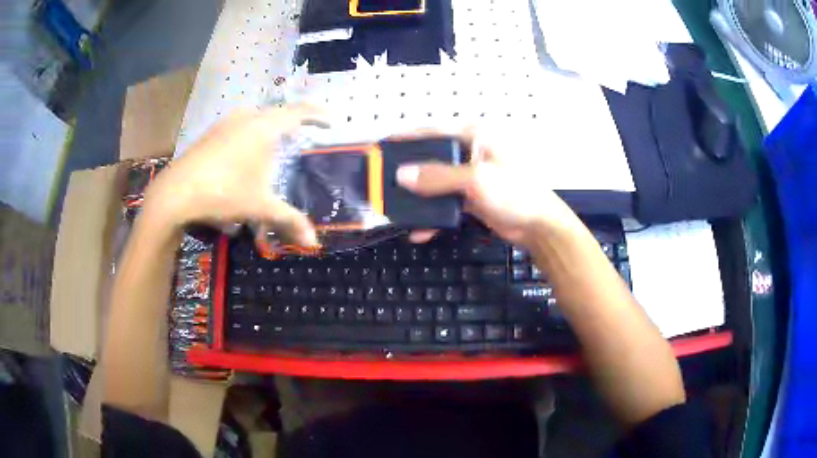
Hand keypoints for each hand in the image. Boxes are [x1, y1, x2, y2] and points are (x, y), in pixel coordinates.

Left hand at [142, 106, 327, 245]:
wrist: (176, 193)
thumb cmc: (223, 193)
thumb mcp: (260, 207)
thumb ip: (289, 219)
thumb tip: (314, 242)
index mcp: (264, 127)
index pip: (299, 112)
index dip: (318, 114)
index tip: (330, 121)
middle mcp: (247, 117)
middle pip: (278, 113)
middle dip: (293, 123)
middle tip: (302, 137)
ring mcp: (226, 122)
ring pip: (256, 118)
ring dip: (270, 128)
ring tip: (275, 146)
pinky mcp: (211, 132)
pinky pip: (240, 126)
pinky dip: (251, 134)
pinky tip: (244, 155)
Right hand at [396, 133, 582, 246]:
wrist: (538, 227)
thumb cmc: (516, 193)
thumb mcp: (476, 180)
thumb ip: (438, 177)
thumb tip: (403, 175)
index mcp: (474, 138)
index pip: (434, 132)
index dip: (407, 138)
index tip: (384, 145)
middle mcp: (470, 153)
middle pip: (432, 158)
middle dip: (409, 172)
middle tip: (384, 180)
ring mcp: (470, 177)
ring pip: (436, 183)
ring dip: (419, 197)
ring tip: (396, 207)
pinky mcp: (471, 197)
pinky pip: (445, 202)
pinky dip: (433, 215)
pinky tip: (421, 228)